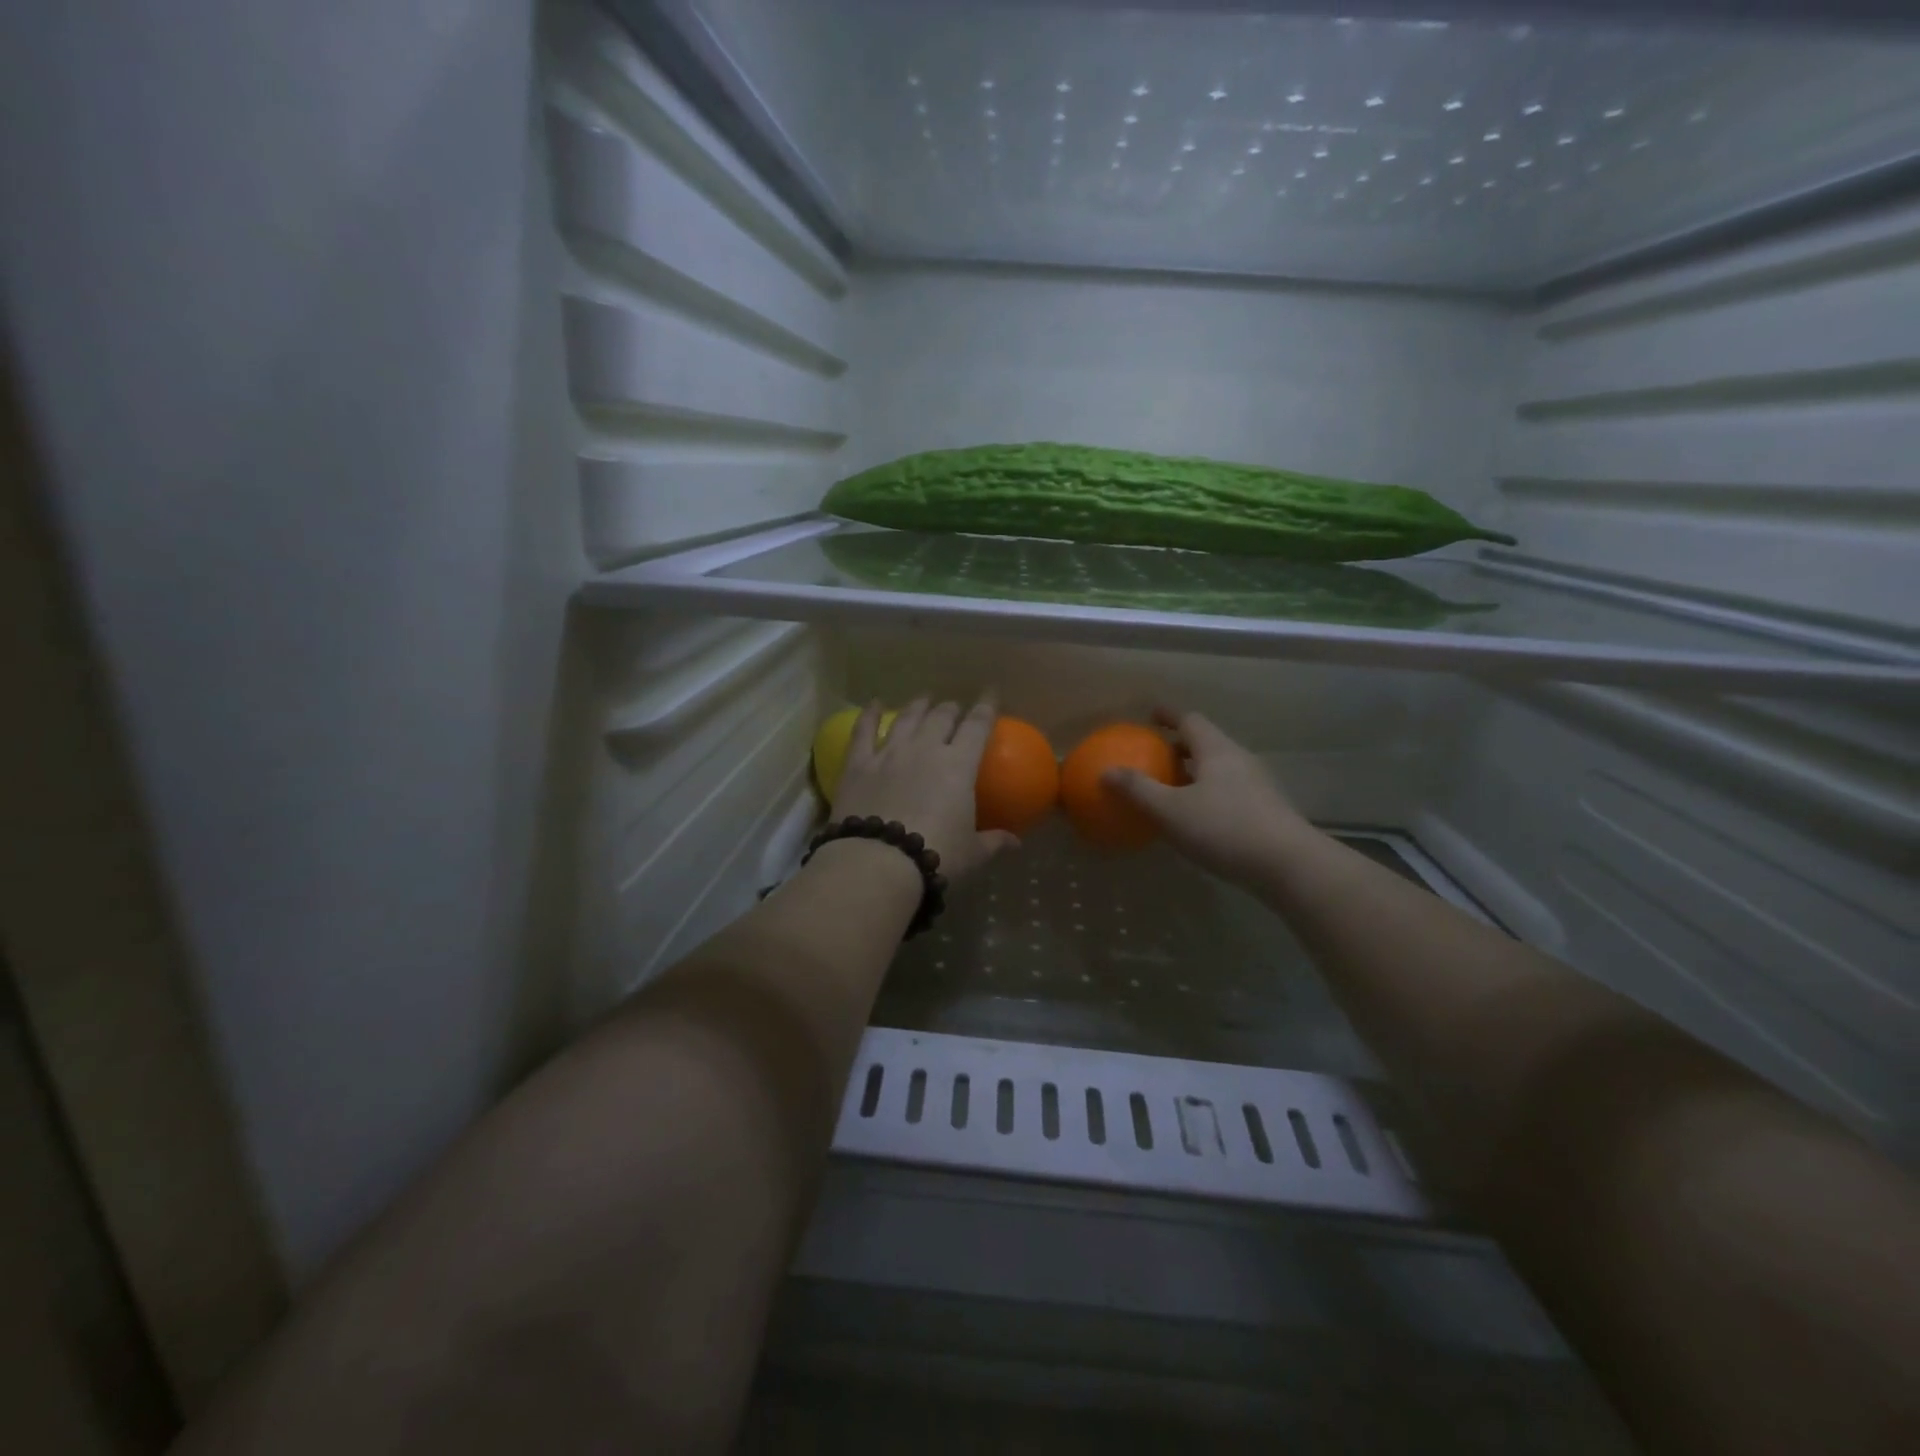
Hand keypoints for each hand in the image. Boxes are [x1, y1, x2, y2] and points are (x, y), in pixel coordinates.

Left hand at [831, 696, 1018, 884]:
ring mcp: (889, 753)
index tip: (990, 693)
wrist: (879, 861)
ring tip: (924, 699)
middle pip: (941, 717)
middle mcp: (925, 748)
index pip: (977, 726)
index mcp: (958, 765)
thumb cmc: (936, 855)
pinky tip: (874, 703)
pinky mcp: (859, 764)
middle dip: (951, 709)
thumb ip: (994, 842)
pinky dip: (869, 714)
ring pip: (906, 718)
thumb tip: (1016, 843)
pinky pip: (863, 731)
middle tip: (954, 708)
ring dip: (918, 706)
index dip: (986, 707)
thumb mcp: (972, 853)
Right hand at [1103, 708, 1314, 888]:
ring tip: (1172, 787)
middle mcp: (1239, 760)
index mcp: (1216, 750)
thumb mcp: (1170, 811)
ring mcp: (1257, 786)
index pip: (1190, 720)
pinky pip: (1229, 791)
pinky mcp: (1266, 811)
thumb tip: (1105, 772)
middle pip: (1207, 743)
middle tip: (1156, 755)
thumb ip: (1137, 789)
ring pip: (1219, 769)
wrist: (1288, 865)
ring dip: (1195, 772)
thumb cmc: (1224, 829)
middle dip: (1180, 746)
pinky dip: (1208, 794)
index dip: (1168, 715)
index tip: (1151, 715)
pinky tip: (1197, 818)